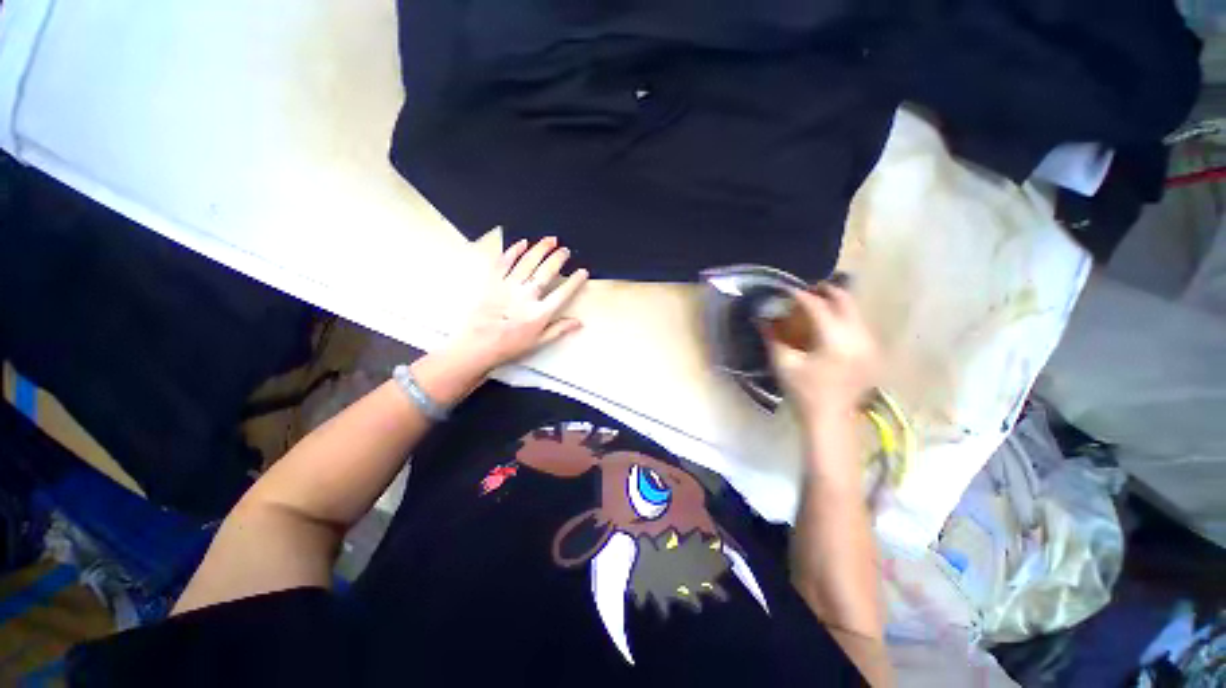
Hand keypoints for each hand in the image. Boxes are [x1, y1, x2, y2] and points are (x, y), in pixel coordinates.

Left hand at [450, 237, 589, 371]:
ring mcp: (509, 287)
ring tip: (550, 240)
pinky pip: (504, 262)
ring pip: (527, 262)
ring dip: (540, 249)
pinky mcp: (494, 283)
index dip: (575, 281)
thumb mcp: (538, 342)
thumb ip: (559, 330)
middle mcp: (527, 297)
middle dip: (558, 258)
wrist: (478, 345)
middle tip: (565, 250)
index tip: (583, 271)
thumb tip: (578, 322)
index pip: (562, 293)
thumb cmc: (510, 346)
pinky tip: (522, 243)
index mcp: (540, 313)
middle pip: (546, 272)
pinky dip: (513, 251)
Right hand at [763, 283, 880, 420]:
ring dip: (836, 304)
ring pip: (855, 311)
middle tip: (807, 290)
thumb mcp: (783, 364)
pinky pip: (859, 324)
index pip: (818, 307)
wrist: (830, 419)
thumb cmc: (803, 392)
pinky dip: (844, 318)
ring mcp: (870, 344)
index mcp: (836, 341)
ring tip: (817, 305)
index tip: (787, 290)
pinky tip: (830, 324)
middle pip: (846, 301)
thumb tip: (761, 317)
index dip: (801, 296)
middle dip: (825, 291)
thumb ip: (772, 337)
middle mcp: (859, 337)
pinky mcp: (873, 352)